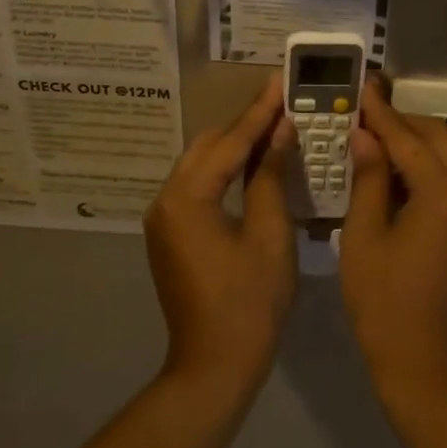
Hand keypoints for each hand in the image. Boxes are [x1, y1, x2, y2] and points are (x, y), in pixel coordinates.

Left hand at [144, 75, 297, 399]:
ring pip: (201, 165)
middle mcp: (166, 199)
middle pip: (208, 147)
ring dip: (234, 147)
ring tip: (273, 127)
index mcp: (187, 197)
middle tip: (282, 104)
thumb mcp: (270, 234)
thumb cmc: (250, 302)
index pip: (230, 142)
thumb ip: (270, 176)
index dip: (260, 112)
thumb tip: (281, 131)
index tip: (280, 81)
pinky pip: (198, 187)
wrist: (214, 366)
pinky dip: (224, 172)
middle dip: (245, 125)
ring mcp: (164, 218)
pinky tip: (252, 165)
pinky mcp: (170, 234)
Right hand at [340, 80, 446, 410]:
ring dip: (416, 143)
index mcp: (443, 191)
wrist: (425, 366)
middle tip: (365, 114)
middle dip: (402, 122)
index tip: (360, 87)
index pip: (407, 137)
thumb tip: (364, 135)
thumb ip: (368, 178)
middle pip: (437, 137)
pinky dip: (427, 167)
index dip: (380, 112)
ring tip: (375, 138)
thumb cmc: (384, 302)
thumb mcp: (363, 236)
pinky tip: (396, 173)